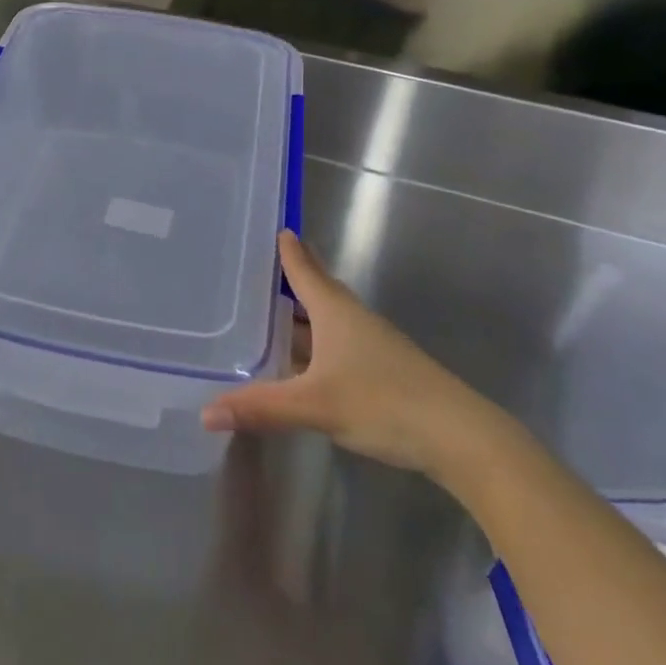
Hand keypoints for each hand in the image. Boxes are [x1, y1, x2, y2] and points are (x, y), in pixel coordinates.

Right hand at [201, 231, 496, 475]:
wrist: (460, 436)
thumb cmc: (384, 402)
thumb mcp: (315, 404)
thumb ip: (261, 407)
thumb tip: (206, 413)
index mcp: (336, 311)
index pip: (306, 271)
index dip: (290, 251)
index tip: (277, 228)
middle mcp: (353, 320)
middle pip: (318, 290)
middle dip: (293, 278)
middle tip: (261, 268)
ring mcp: (370, 346)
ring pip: (328, 320)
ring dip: (302, 314)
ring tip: (271, 312)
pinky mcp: (381, 371)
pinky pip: (336, 344)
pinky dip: (313, 343)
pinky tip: (301, 361)